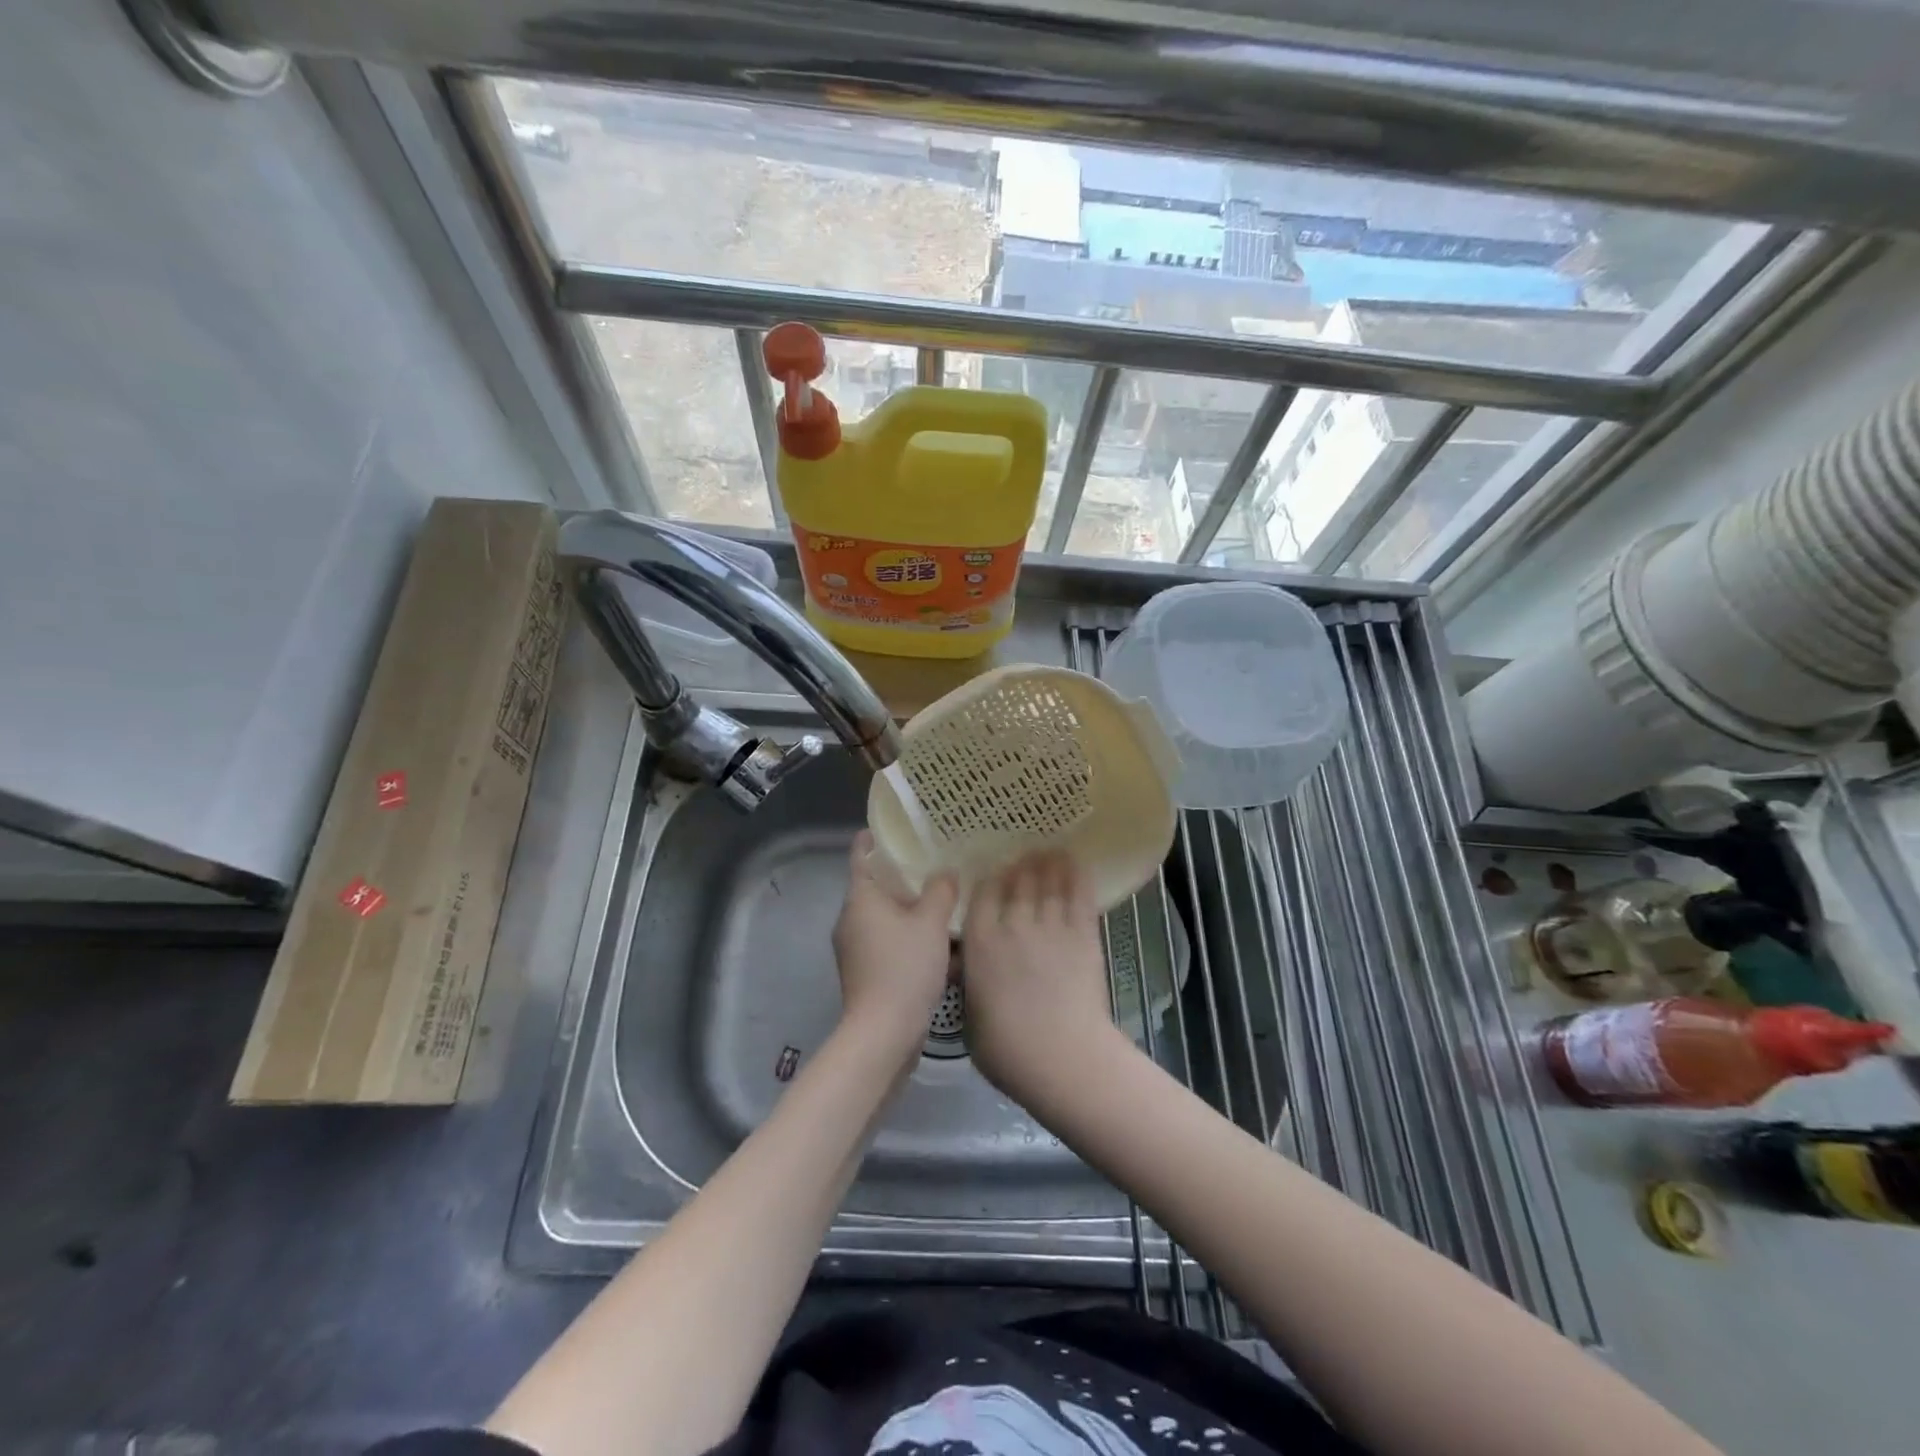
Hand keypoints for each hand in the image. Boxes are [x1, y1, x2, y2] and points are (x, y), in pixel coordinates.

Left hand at [832, 831, 957, 1058]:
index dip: (873, 839)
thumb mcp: (931, 923)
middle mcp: (850, 919)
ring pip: (883, 917)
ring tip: (941, 904)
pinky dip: (907, 937)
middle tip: (933, 865)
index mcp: (860, 898)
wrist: (883, 1032)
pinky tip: (936, 944)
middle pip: (874, 887)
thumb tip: (945, 873)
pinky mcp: (864, 972)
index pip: (861, 856)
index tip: (891, 828)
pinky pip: (887, 942)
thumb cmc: (904, 967)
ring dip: (908, 910)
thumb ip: (940, 891)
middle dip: (901, 877)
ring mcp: (854, 948)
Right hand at [962, 852, 1124, 1100]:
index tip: (994, 875)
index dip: (989, 881)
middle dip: (1020, 866)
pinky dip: (1077, 875)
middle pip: (1016, 882)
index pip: (982, 895)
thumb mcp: (970, 1017)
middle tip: (1025, 855)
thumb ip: (972, 985)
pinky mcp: (1082, 934)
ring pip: (1047, 882)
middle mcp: (1012, 924)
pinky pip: (1078, 895)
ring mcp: (1050, 926)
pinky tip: (1076, 861)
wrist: (1060, 1055)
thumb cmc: (1006, 1049)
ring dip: (1047, 863)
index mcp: (979, 942)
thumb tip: (972, 973)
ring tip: (1049, 851)